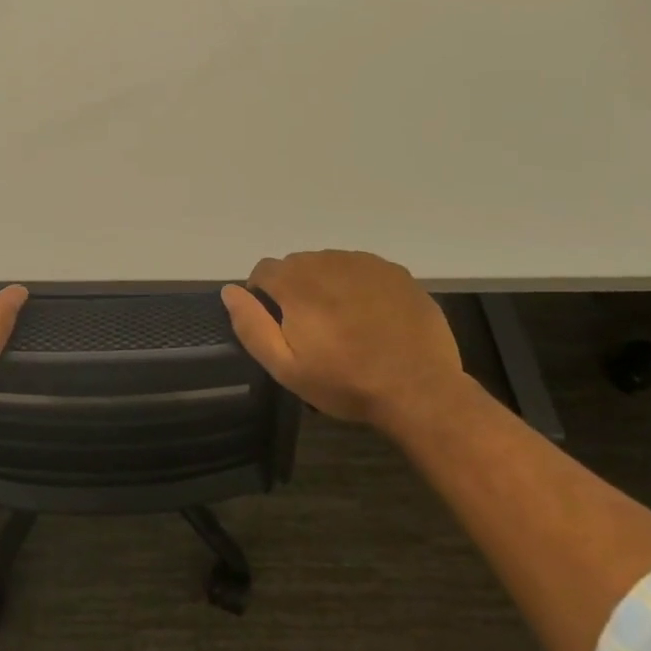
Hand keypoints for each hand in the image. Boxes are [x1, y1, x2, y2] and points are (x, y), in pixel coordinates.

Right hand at [220, 250, 465, 430]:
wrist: (420, 390)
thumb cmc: (346, 382)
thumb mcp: (286, 367)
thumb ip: (251, 325)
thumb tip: (229, 291)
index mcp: (296, 282)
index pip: (263, 270)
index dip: (263, 295)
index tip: (277, 324)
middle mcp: (327, 260)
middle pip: (297, 265)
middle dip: (295, 289)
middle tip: (312, 329)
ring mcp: (365, 263)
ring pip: (329, 265)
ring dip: (326, 285)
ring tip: (343, 322)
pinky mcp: (395, 272)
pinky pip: (362, 269)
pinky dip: (358, 286)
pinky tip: (371, 316)